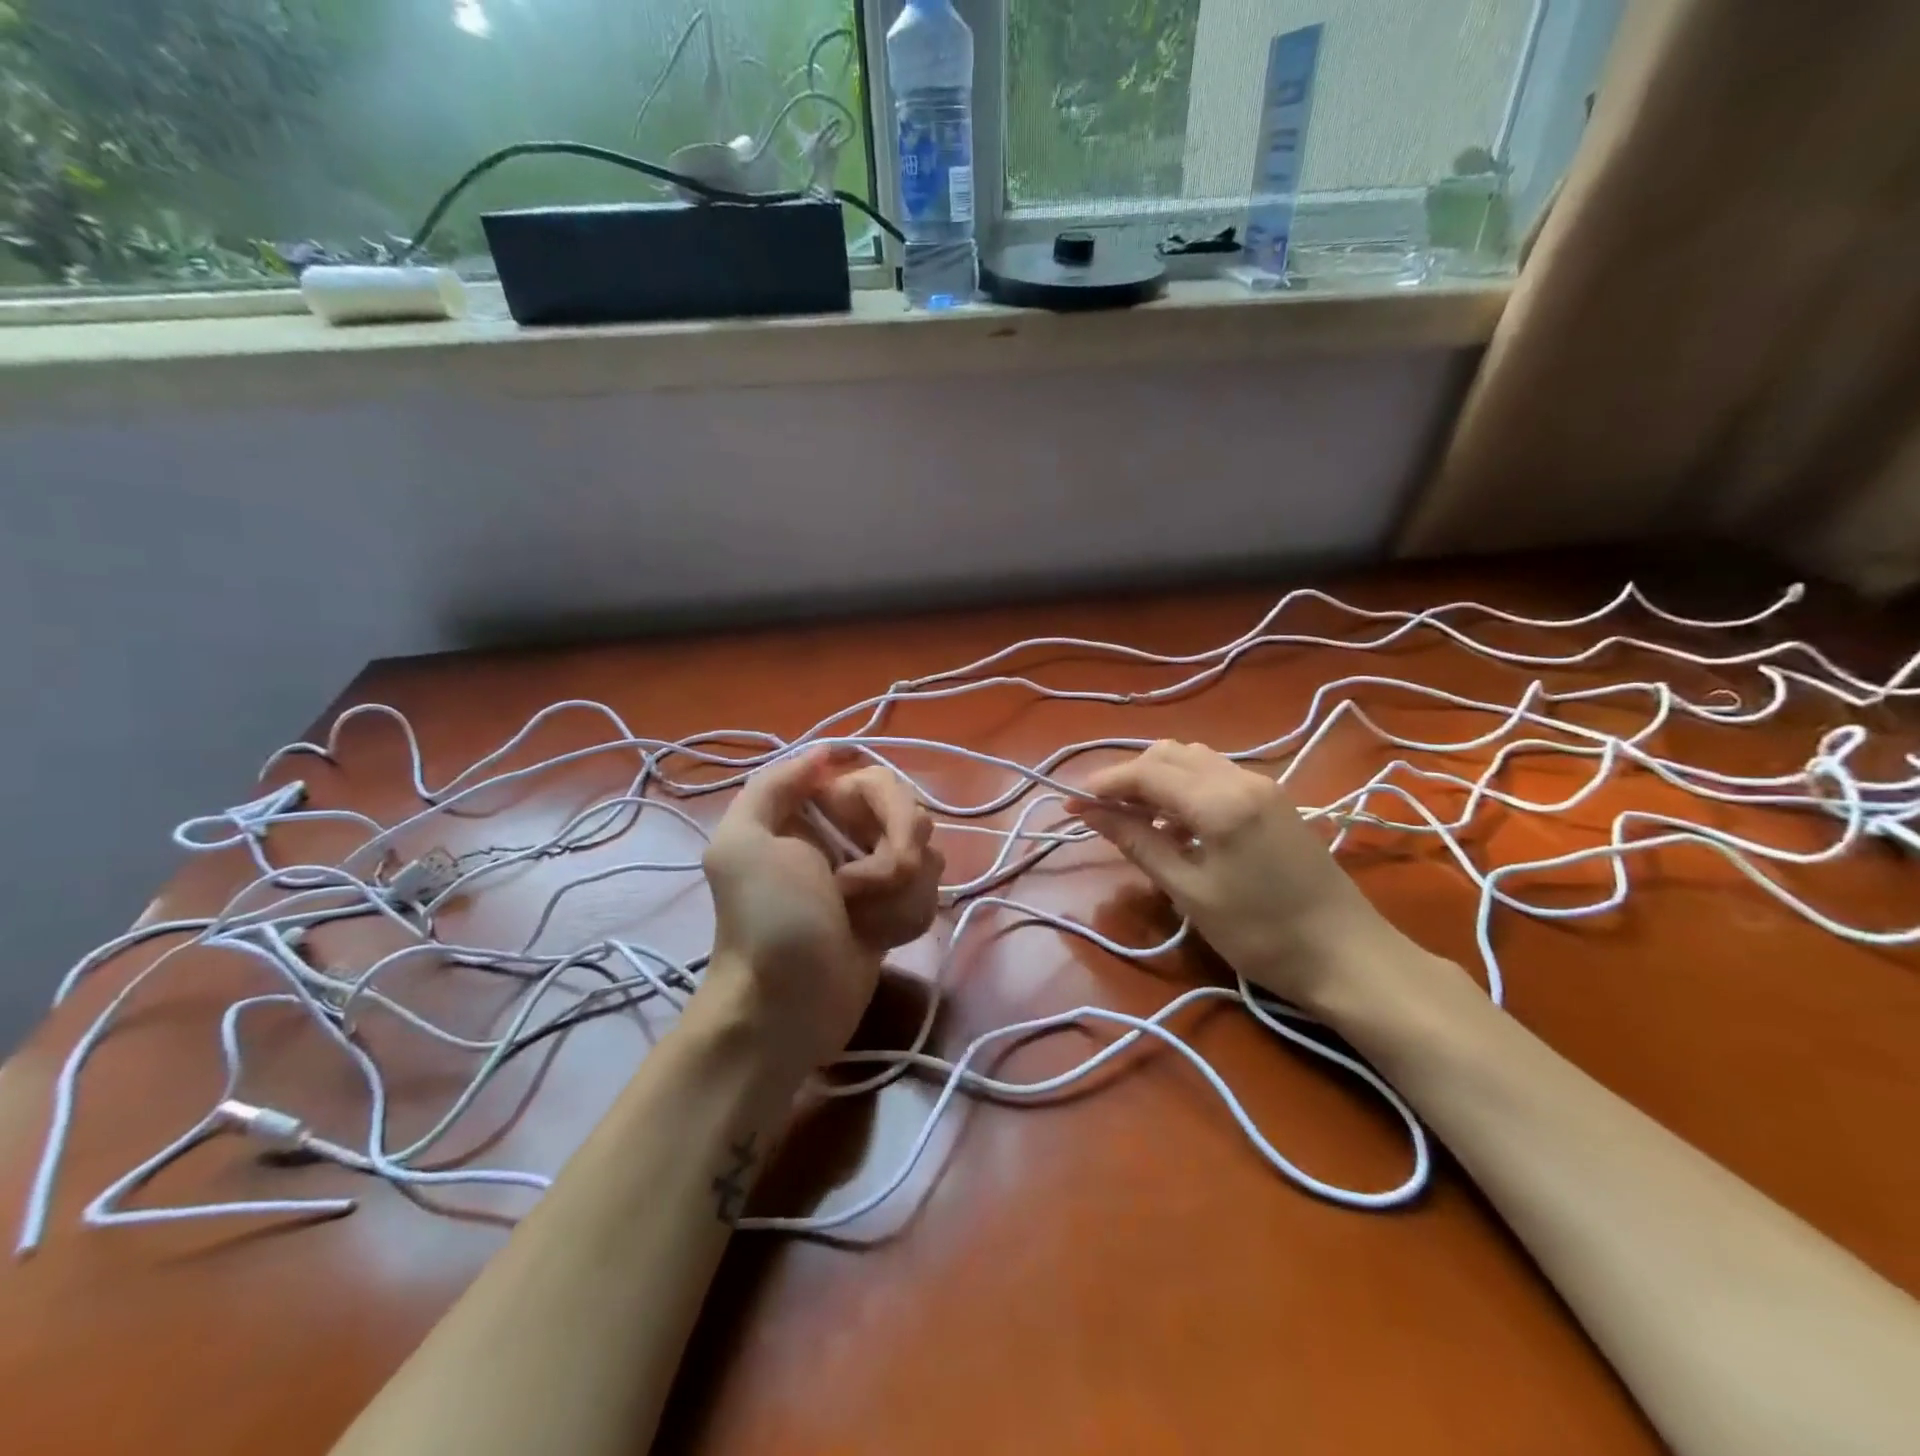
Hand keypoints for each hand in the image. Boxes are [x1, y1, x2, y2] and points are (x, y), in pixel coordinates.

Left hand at [701, 746, 942, 1073]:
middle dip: (895, 862)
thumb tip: (826, 751)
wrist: (785, 1008)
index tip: (877, 849)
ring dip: (899, 898)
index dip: (892, 814)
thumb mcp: (744, 844)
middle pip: (914, 820)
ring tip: (861, 924)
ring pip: (928, 861)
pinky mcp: (893, 911)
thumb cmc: (768, 922)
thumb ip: (776, 785)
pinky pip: (928, 896)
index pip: (883, 783)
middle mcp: (847, 834)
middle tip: (855, 894)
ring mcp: (874, 875)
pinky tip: (876, 940)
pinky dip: (905, 920)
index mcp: (814, 810)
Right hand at [1074, 740, 1418, 1015]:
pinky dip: (1185, 788)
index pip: (1147, 772)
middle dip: (1129, 776)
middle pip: (1169, 754)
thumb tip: (1091, 813)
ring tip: (1135, 819)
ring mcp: (1262, 786)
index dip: (1104, 784)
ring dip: (1158, 778)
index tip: (1071, 804)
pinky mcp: (1274, 801)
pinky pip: (1216, 776)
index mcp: (1219, 799)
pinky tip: (1176, 825)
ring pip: (1194, 760)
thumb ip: (1139, 842)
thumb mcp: (1190, 891)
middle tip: (1101, 813)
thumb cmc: (1261, 934)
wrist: (1349, 957)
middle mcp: (1241, 777)